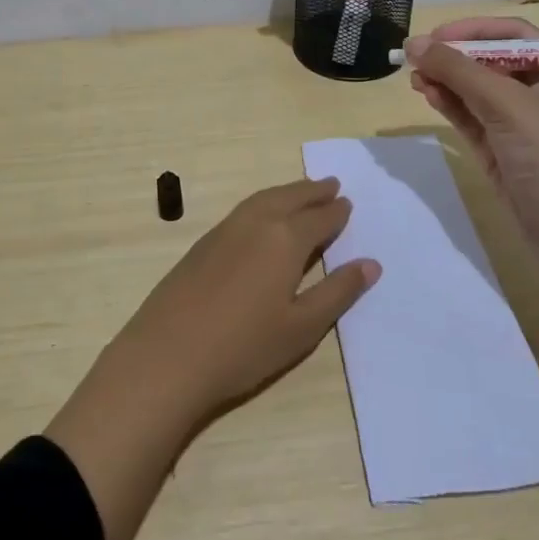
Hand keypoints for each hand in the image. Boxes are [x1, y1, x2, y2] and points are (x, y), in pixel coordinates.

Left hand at [112, 176, 378, 417]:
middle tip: (330, 184)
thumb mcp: (302, 327)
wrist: (167, 356)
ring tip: (301, 192)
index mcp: (284, 239)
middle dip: (312, 191)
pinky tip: (262, 216)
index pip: (318, 218)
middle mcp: (255, 224)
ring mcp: (223, 231)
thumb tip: (371, 263)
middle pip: (289, 198)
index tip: (347, 202)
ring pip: (262, 199)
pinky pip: (243, 210)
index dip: (335, 212)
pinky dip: (262, 203)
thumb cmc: (244, 347)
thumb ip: (337, 292)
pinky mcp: (202, 244)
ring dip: (286, 192)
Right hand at [405, 16, 538, 238]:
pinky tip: (427, 94)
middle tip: (417, 57)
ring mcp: (519, 123)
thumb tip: (414, 43)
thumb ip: (458, 70)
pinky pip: (470, 116)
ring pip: (475, 90)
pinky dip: (449, 103)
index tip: (436, 36)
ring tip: (414, 77)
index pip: (513, 35)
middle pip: (490, 61)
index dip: (474, 29)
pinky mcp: (500, 149)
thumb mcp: (505, 103)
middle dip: (454, 57)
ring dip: (446, 80)